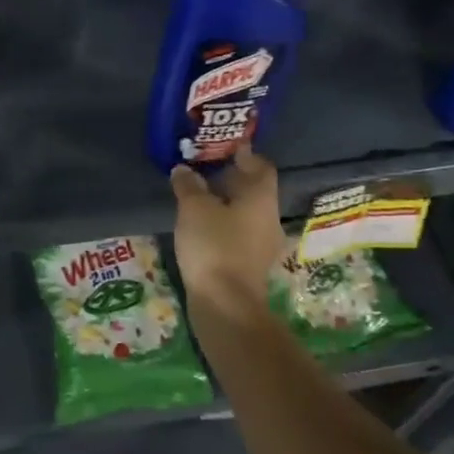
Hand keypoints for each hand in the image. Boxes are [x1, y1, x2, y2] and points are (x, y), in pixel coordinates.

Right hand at [170, 146, 284, 310]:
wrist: (225, 305)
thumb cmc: (214, 246)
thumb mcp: (193, 208)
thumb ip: (189, 185)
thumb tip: (184, 169)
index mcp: (261, 199)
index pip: (261, 166)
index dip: (244, 154)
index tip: (221, 147)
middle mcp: (269, 218)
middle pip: (253, 190)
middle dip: (230, 178)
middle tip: (202, 169)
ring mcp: (261, 245)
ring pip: (245, 213)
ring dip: (225, 203)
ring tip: (197, 197)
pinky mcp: (249, 265)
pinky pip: (238, 233)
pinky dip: (223, 224)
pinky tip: (200, 226)